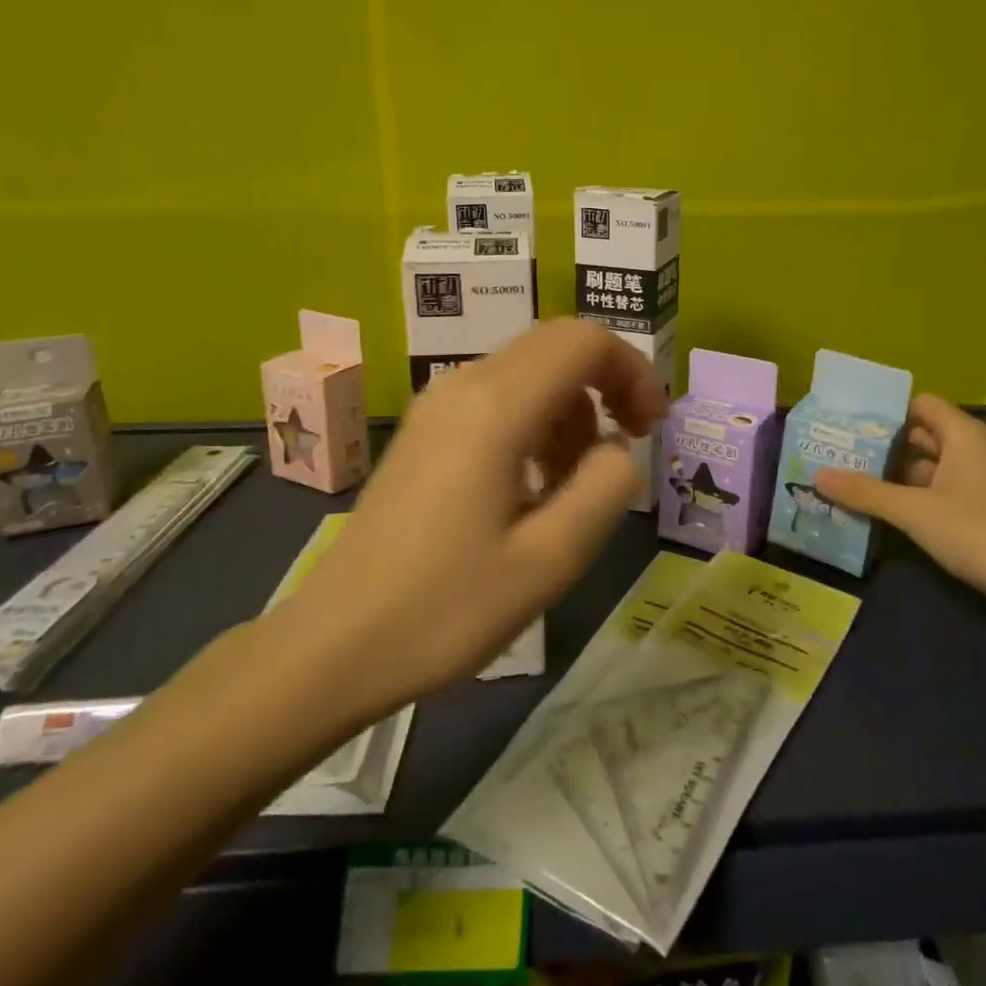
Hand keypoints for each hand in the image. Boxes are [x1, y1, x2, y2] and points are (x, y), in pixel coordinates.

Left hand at [269, 320, 665, 717]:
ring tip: (574, 484)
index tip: (651, 427)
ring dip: (570, 409)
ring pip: (528, 370)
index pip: (584, 341)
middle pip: (557, 345)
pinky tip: (532, 485)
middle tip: (627, 446)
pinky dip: (536, 421)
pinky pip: (497, 396)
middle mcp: (463, 385)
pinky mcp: (425, 429)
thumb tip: (616, 448)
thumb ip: (605, 489)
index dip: (632, 370)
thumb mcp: (549, 562)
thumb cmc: (445, 609)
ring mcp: (437, 404)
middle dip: (607, 383)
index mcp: (495, 408)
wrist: (333, 644)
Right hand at [813, 395, 985, 612]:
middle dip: (891, 448)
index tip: (853, 430)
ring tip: (868, 488)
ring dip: (908, 476)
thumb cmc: (979, 533)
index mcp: (967, 434)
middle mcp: (985, 447)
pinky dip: (931, 496)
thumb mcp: (914, 513)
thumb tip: (818, 475)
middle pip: (930, 435)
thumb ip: (866, 493)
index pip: (922, 404)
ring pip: (944, 466)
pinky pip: (959, 489)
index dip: (888, 414)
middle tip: (850, 460)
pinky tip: (906, 516)